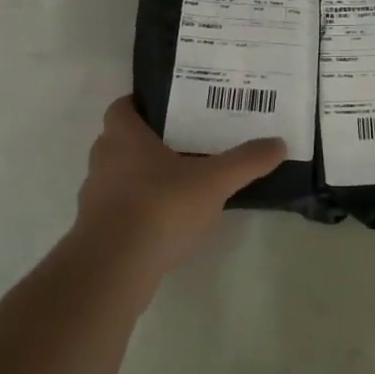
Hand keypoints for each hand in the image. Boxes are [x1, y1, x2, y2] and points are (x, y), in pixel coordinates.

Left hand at [73, 97, 284, 273]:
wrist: (113, 269)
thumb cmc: (160, 207)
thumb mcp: (214, 181)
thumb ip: (246, 161)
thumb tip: (279, 143)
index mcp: (124, 137)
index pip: (123, 107)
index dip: (142, 104)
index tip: (170, 109)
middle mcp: (103, 161)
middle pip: (121, 140)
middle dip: (148, 141)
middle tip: (184, 142)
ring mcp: (94, 198)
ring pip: (118, 176)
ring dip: (142, 177)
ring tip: (179, 182)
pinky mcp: (95, 231)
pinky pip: (118, 209)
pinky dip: (138, 210)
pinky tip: (166, 221)